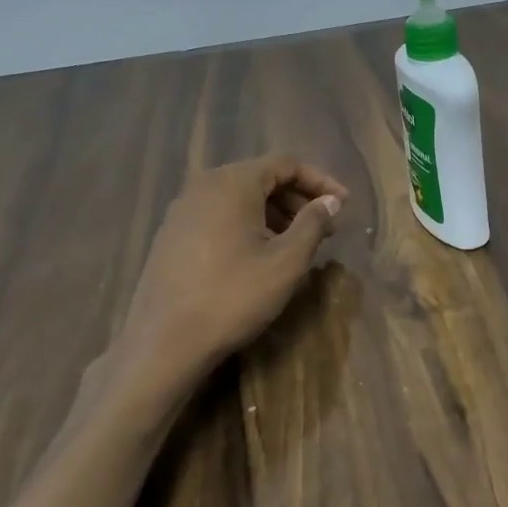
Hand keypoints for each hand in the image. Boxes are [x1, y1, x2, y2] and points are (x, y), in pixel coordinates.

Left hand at [113, 155, 347, 381]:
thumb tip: (330, 201)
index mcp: (232, 183)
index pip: (285, 164)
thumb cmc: (234, 296)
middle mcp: (204, 186)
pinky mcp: (172, 235)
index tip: (343, 206)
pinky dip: (248, 225)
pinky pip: (220, 215)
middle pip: (261, 177)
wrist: (164, 342)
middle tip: (326, 227)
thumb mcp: (286, 261)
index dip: (320, 180)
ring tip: (298, 243)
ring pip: (240, 198)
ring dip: (275, 214)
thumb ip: (313, 224)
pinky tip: (261, 254)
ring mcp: (183, 210)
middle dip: (298, 199)